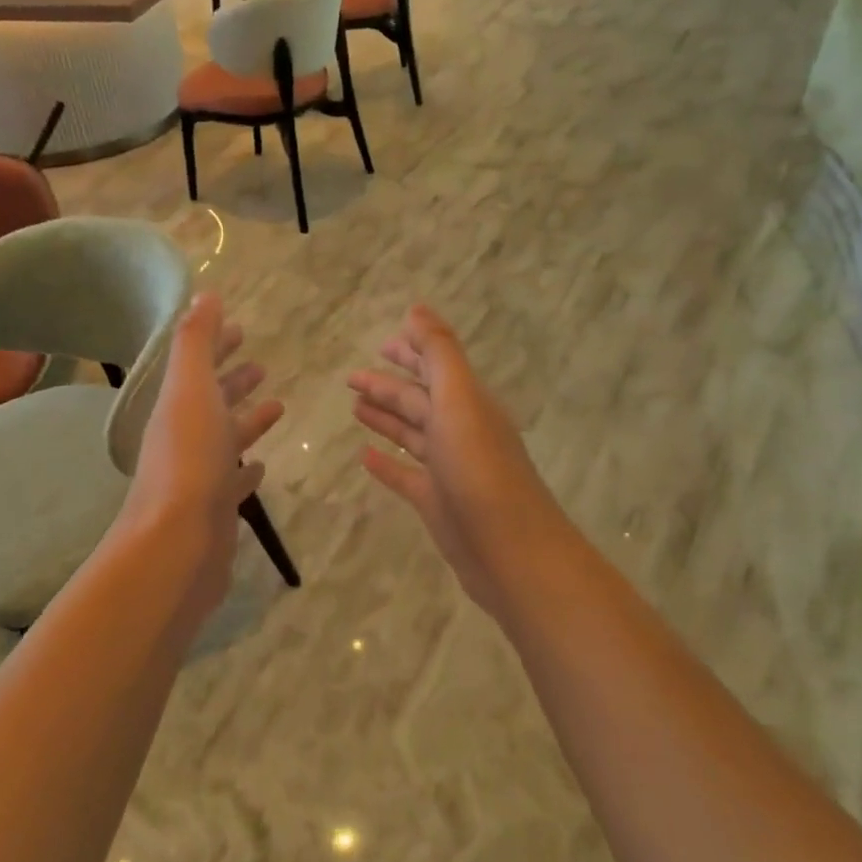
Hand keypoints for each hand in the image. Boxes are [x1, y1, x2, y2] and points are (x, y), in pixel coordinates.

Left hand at [119, 293, 282, 616]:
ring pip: (226, 439)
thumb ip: (197, 342)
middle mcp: (185, 438)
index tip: (241, 329)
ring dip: (247, 421)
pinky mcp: (216, 510)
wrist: (177, 544)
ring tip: (276, 406)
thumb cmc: (189, 459)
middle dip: (234, 381)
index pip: (198, 366)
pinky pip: (234, 482)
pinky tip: (260, 466)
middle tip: (260, 366)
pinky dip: (246, 469)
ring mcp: (200, 476)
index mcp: (178, 406)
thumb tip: (204, 294)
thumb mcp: (191, 389)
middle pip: (212, 401)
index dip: (217, 345)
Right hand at [349, 305, 566, 614]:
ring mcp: (449, 470)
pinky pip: (406, 476)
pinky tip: (363, 456)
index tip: (382, 342)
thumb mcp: (460, 400)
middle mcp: (460, 431)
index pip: (436, 367)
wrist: (510, 551)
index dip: (411, 352)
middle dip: (388, 385)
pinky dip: (386, 464)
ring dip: (385, 419)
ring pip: (411, 434)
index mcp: (469, 403)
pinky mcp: (437, 504)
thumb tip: (417, 309)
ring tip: (355, 407)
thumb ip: (440, 354)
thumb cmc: (481, 469)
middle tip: (351, 377)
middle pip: (419, 400)